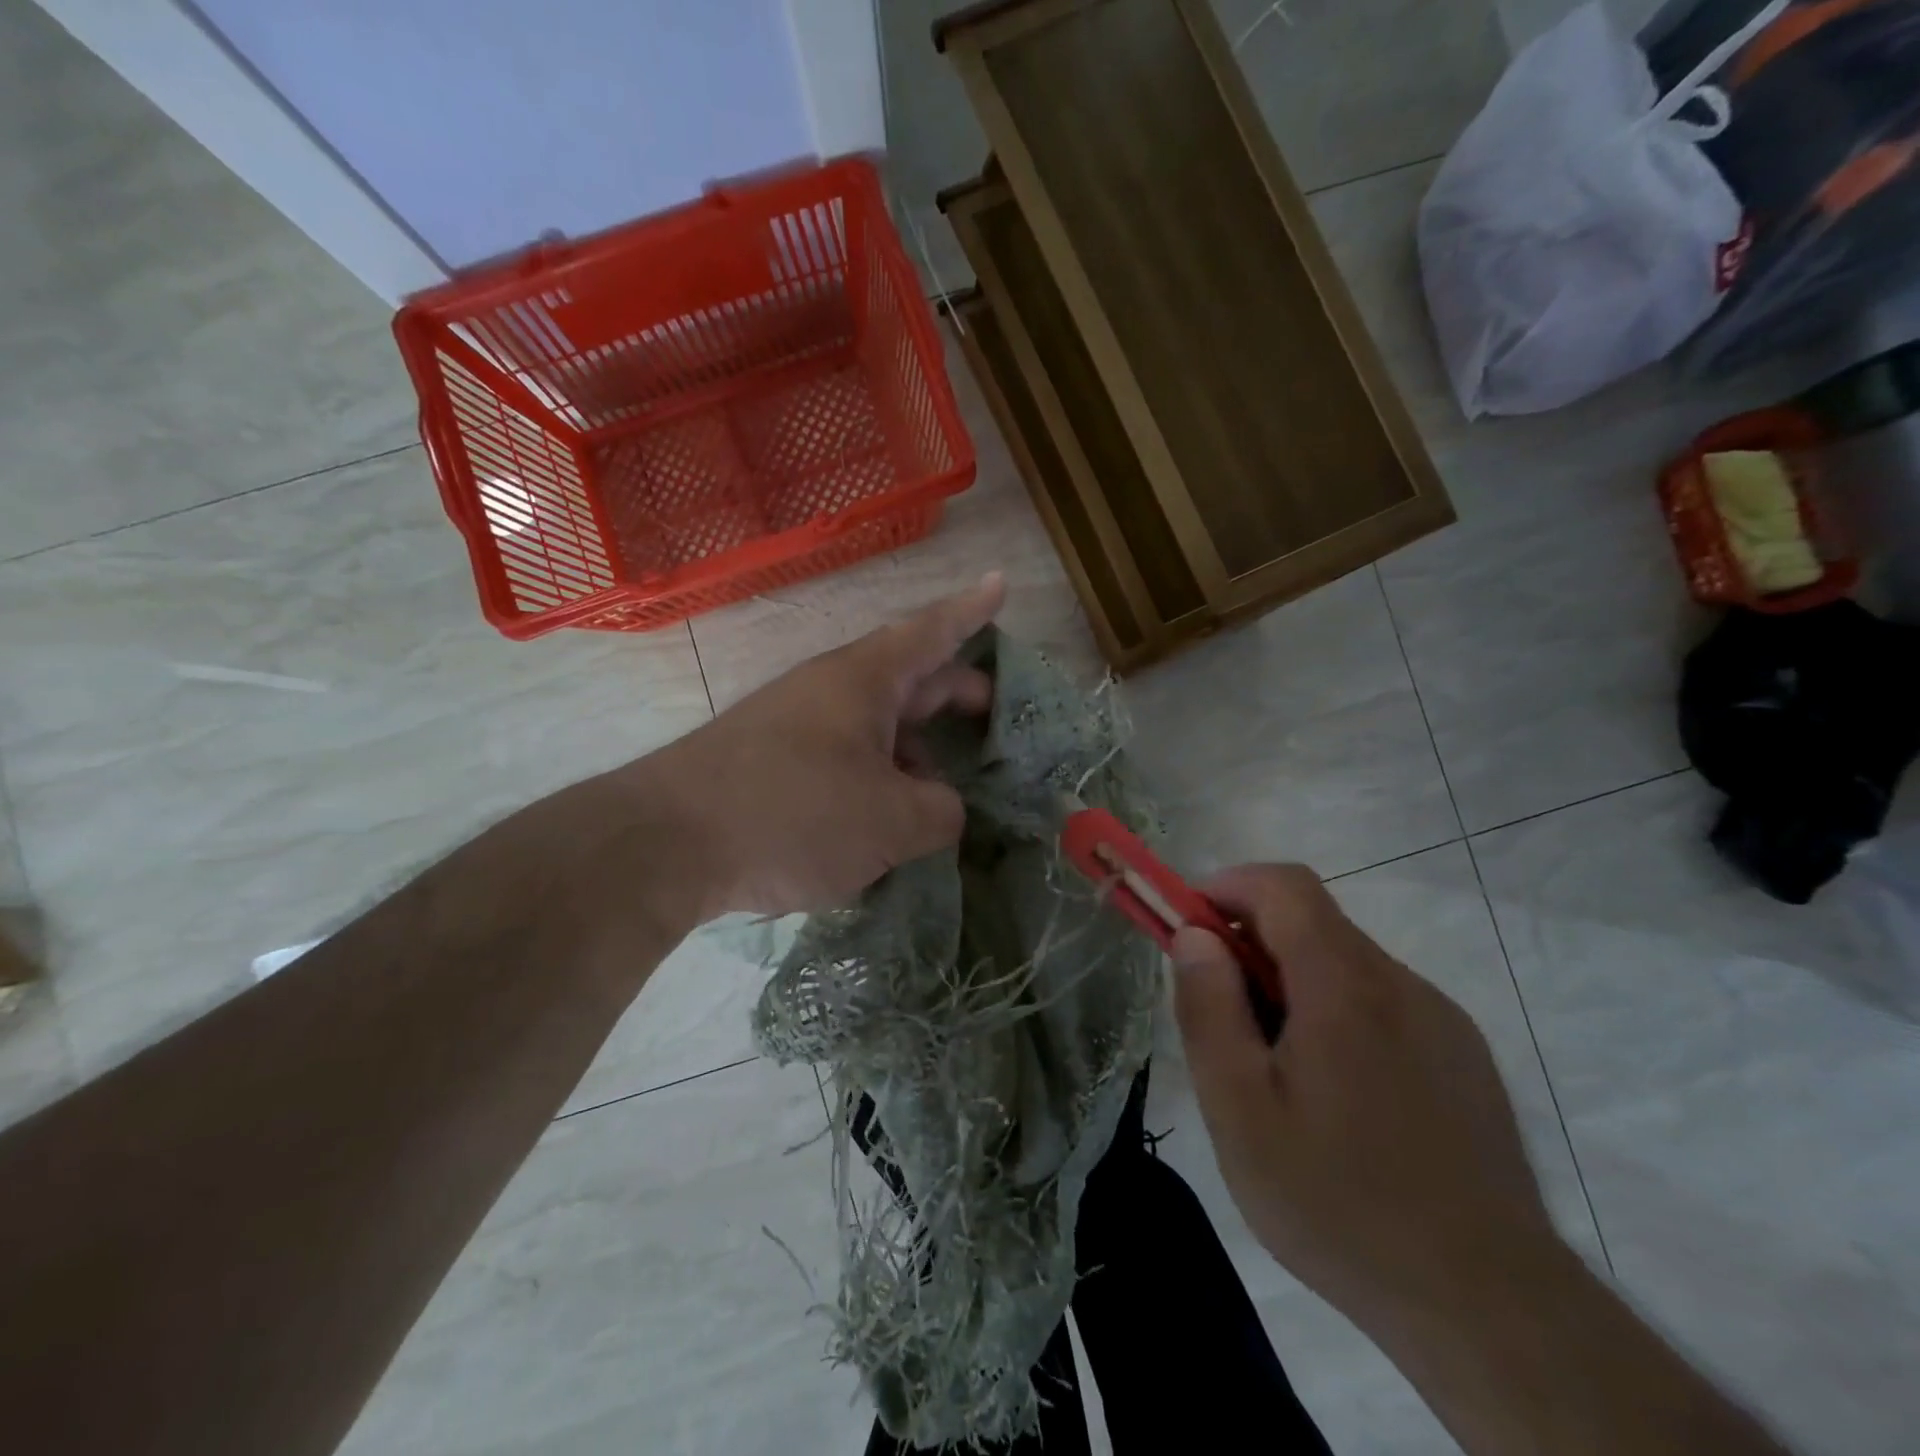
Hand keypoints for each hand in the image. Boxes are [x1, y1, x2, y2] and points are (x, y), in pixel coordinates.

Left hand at [637, 574, 1005, 919]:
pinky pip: (843, 760)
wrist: (665, 843)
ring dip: (913, 753)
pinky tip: (882, 826)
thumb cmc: (794, 813)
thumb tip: (943, 809)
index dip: (973, 610)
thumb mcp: (891, 821)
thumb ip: (940, 813)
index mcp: (866, 681)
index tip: (1001, 582)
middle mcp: (830, 691)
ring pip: (874, 727)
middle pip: (909, 680)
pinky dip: (876, 782)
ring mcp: (796, 725)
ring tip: (939, 800)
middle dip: (955, 696)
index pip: (932, 631)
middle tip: (992, 718)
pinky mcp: (771, 763)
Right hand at [1170, 865, 1555, 1334]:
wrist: (1490, 1310)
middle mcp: (1400, 984)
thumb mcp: (1239, 1109)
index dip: (1227, 887)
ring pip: (1345, 966)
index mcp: (1344, 985)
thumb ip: (1209, 1008)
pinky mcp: (1463, 1057)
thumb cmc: (1339, 1203)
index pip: (1283, 885)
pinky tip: (1334, 1096)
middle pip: (1312, 924)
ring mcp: (1441, 1020)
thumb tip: (1195, 936)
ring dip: (1293, 984)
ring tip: (1272, 1069)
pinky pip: (1382, 1004)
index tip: (1189, 929)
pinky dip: (1336, 1013)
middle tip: (1220, 1014)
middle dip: (1250, 945)